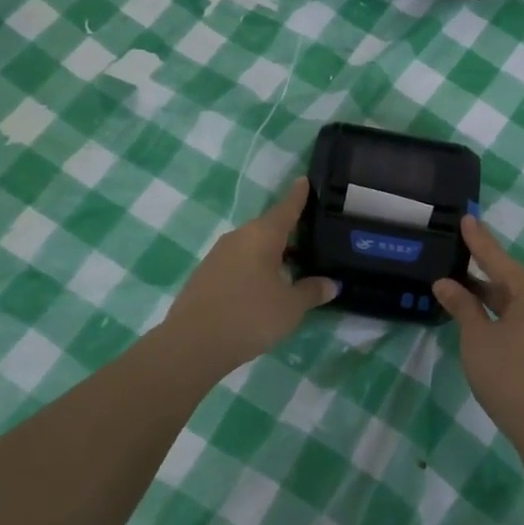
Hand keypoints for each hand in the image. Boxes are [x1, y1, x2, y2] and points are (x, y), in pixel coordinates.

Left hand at [160, 177, 337, 374]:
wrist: (193, 343)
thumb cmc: (250, 316)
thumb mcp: (290, 307)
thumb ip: (311, 292)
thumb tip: (330, 283)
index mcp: (262, 235)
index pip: (286, 208)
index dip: (298, 196)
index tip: (304, 180)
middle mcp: (238, 237)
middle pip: (268, 228)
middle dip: (288, 233)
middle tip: (310, 240)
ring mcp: (218, 255)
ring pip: (251, 247)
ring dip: (270, 254)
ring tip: (290, 269)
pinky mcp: (205, 275)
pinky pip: (237, 263)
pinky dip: (253, 269)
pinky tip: (262, 289)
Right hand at [433, 217, 523, 447]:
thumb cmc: (509, 375)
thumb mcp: (477, 338)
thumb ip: (462, 306)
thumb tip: (445, 283)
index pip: (498, 259)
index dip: (479, 240)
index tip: (467, 218)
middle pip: (509, 279)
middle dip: (481, 270)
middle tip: (456, 254)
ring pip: (516, 300)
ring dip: (489, 296)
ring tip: (460, 287)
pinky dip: (501, 312)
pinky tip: (481, 316)